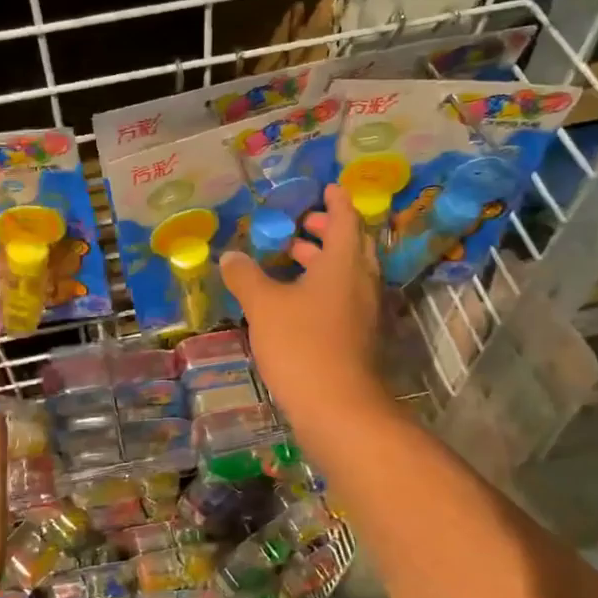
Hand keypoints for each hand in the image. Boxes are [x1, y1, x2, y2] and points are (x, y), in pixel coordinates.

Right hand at [219, 184, 389, 439]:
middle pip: (351, 245)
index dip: (336, 201)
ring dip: (324, 261)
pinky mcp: (362, 338)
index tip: (326, 188)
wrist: (338, 409)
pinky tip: (298, 302)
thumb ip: (246, 276)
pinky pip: (346, 299)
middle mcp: (362, 281)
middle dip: (327, 230)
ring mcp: (366, 312)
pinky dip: (325, 288)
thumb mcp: (264, 306)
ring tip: (292, 259)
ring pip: (348, 274)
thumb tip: (231, 256)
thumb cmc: (302, 345)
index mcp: (344, 263)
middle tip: (302, 225)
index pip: (346, 218)